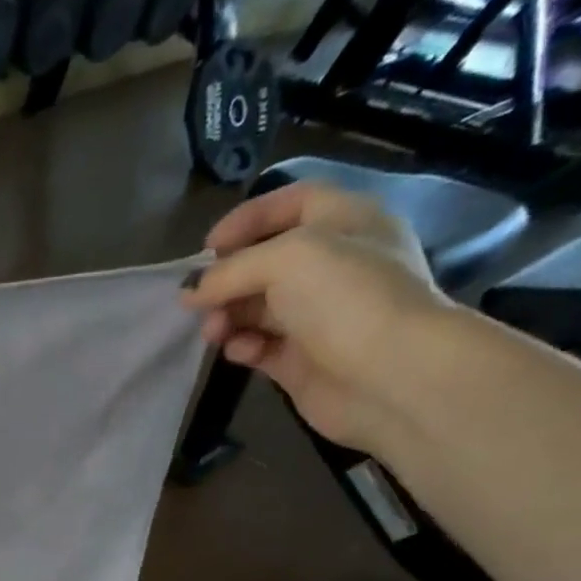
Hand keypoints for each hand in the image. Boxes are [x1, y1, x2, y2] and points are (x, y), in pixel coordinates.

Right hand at [182, 183, 450, 451]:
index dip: (248, 219)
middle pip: (265, 263)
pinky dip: (243, 346)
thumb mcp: (287, 259)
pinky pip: (260, 347)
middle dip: (228, 279)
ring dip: (228, 316)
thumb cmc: (347, 298)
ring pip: (257, 308)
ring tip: (213, 332)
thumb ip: (232, 270)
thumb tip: (191, 292)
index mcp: (344, 223)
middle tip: (199, 301)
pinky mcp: (302, 361)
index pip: (291, 204)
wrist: (390, 376)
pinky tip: (239, 352)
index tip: (207, 249)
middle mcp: (333, 266)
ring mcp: (317, 317)